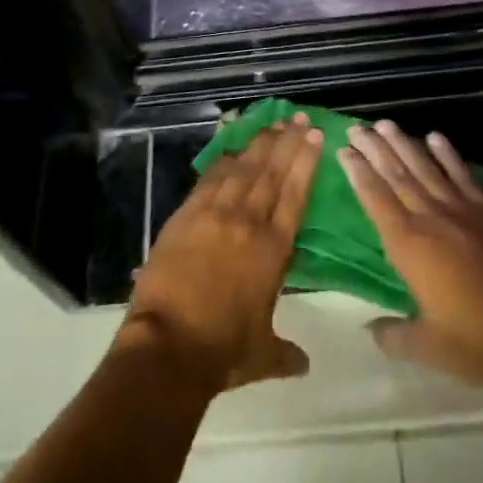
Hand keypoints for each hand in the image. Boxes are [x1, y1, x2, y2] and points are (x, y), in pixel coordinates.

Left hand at [121, 113, 323, 394]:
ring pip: (243, 168)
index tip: (314, 136)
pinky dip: (224, 160)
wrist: (168, 347)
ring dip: (259, 144)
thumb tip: (304, 365)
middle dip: (287, 142)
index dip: (306, 162)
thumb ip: (285, 353)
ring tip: (272, 124)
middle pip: (272, 171)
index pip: (295, 193)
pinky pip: (210, 178)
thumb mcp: (262, 354)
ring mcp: (215, 213)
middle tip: (298, 118)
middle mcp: (248, 221)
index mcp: (274, 249)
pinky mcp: (186, 214)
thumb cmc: (222, 352)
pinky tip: (232, 148)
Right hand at [341, 120, 482, 384]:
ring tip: (386, 124)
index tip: (344, 150)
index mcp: (407, 244)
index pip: (375, 199)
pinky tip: (435, 137)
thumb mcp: (426, 347)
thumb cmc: (472, 339)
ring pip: (426, 168)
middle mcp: (430, 217)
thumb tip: (369, 329)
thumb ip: (394, 335)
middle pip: (396, 174)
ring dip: (404, 144)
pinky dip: (448, 155)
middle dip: (375, 149)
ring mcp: (461, 209)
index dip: (358, 173)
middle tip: (357, 127)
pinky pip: (462, 175)